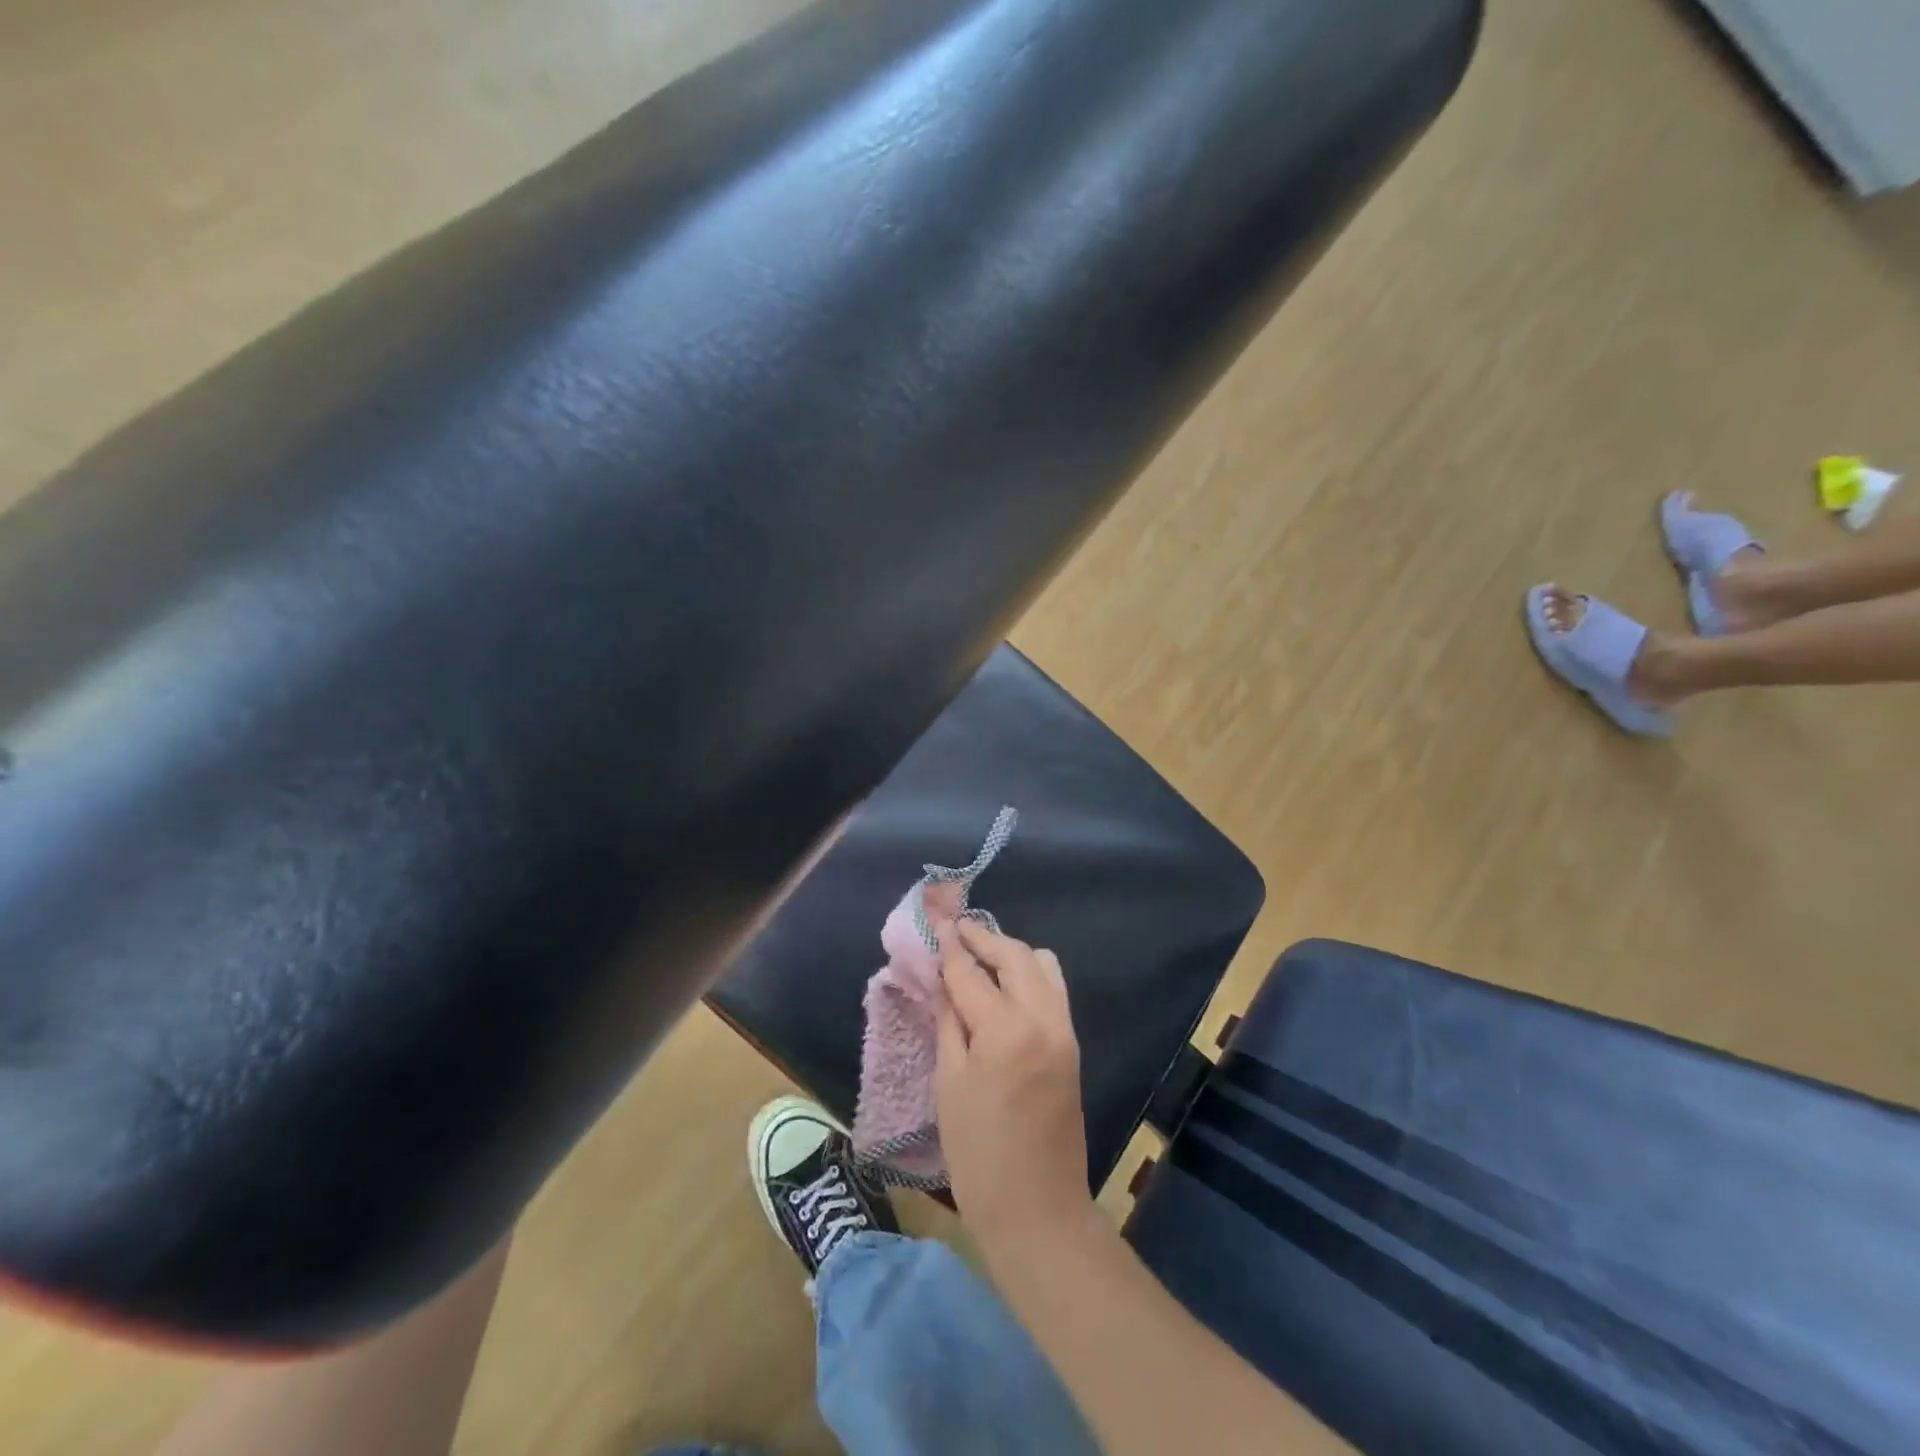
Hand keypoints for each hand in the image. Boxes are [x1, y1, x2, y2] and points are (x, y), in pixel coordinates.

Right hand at [934, 919, 1092, 1252]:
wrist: (1039, 1211)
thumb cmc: (979, 1155)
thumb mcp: (949, 1085)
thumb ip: (949, 1023)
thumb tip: (944, 981)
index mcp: (1006, 1029)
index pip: (971, 971)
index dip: (950, 944)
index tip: (937, 919)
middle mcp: (1043, 1017)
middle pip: (1014, 955)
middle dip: (983, 939)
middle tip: (955, 932)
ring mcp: (1064, 1029)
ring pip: (1041, 965)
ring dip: (1010, 953)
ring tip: (979, 959)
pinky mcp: (1072, 1044)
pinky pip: (1052, 989)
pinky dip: (1028, 975)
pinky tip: (1003, 988)